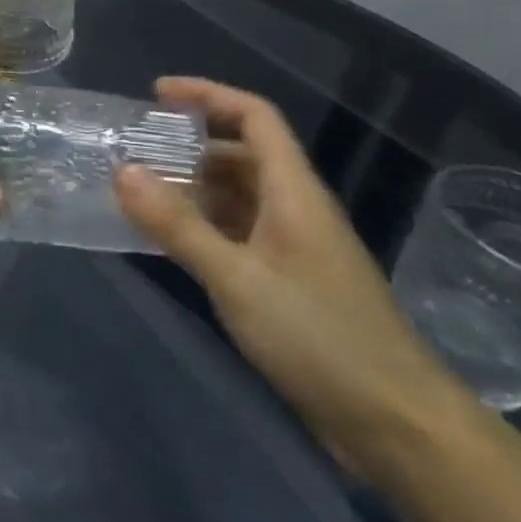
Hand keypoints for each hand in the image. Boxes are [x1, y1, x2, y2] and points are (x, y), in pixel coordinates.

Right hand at [117, 78, 469, 469]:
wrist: (398, 427)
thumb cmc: (321, 340)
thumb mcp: (238, 279)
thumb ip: (178, 226)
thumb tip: (122, 171)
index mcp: (294, 193)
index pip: (255, 117)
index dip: (208, 95)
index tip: (156, 93)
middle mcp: (295, 210)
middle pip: (241, 153)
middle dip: (187, 143)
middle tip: (133, 149)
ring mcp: (292, 247)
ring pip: (236, 195)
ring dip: (190, 186)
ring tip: (138, 190)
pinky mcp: (287, 281)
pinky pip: (235, 232)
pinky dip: (199, 224)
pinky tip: (166, 240)